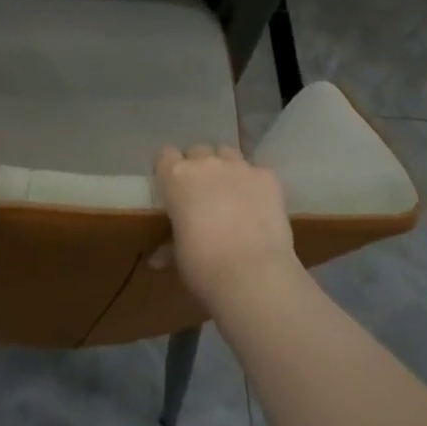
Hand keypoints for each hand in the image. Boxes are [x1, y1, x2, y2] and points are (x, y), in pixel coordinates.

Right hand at [154, 144, 296, 305]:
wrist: (252, 273)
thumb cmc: (203, 265)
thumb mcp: (178, 255)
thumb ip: (169, 244)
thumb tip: (158, 257)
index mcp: (176, 177)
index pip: (166, 155)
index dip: (169, 169)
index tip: (173, 187)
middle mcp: (207, 163)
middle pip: (198, 151)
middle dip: (199, 167)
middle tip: (203, 194)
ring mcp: (240, 167)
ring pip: (228, 154)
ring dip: (226, 169)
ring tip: (231, 194)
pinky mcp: (268, 177)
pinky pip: (257, 171)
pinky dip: (255, 184)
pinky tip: (258, 206)